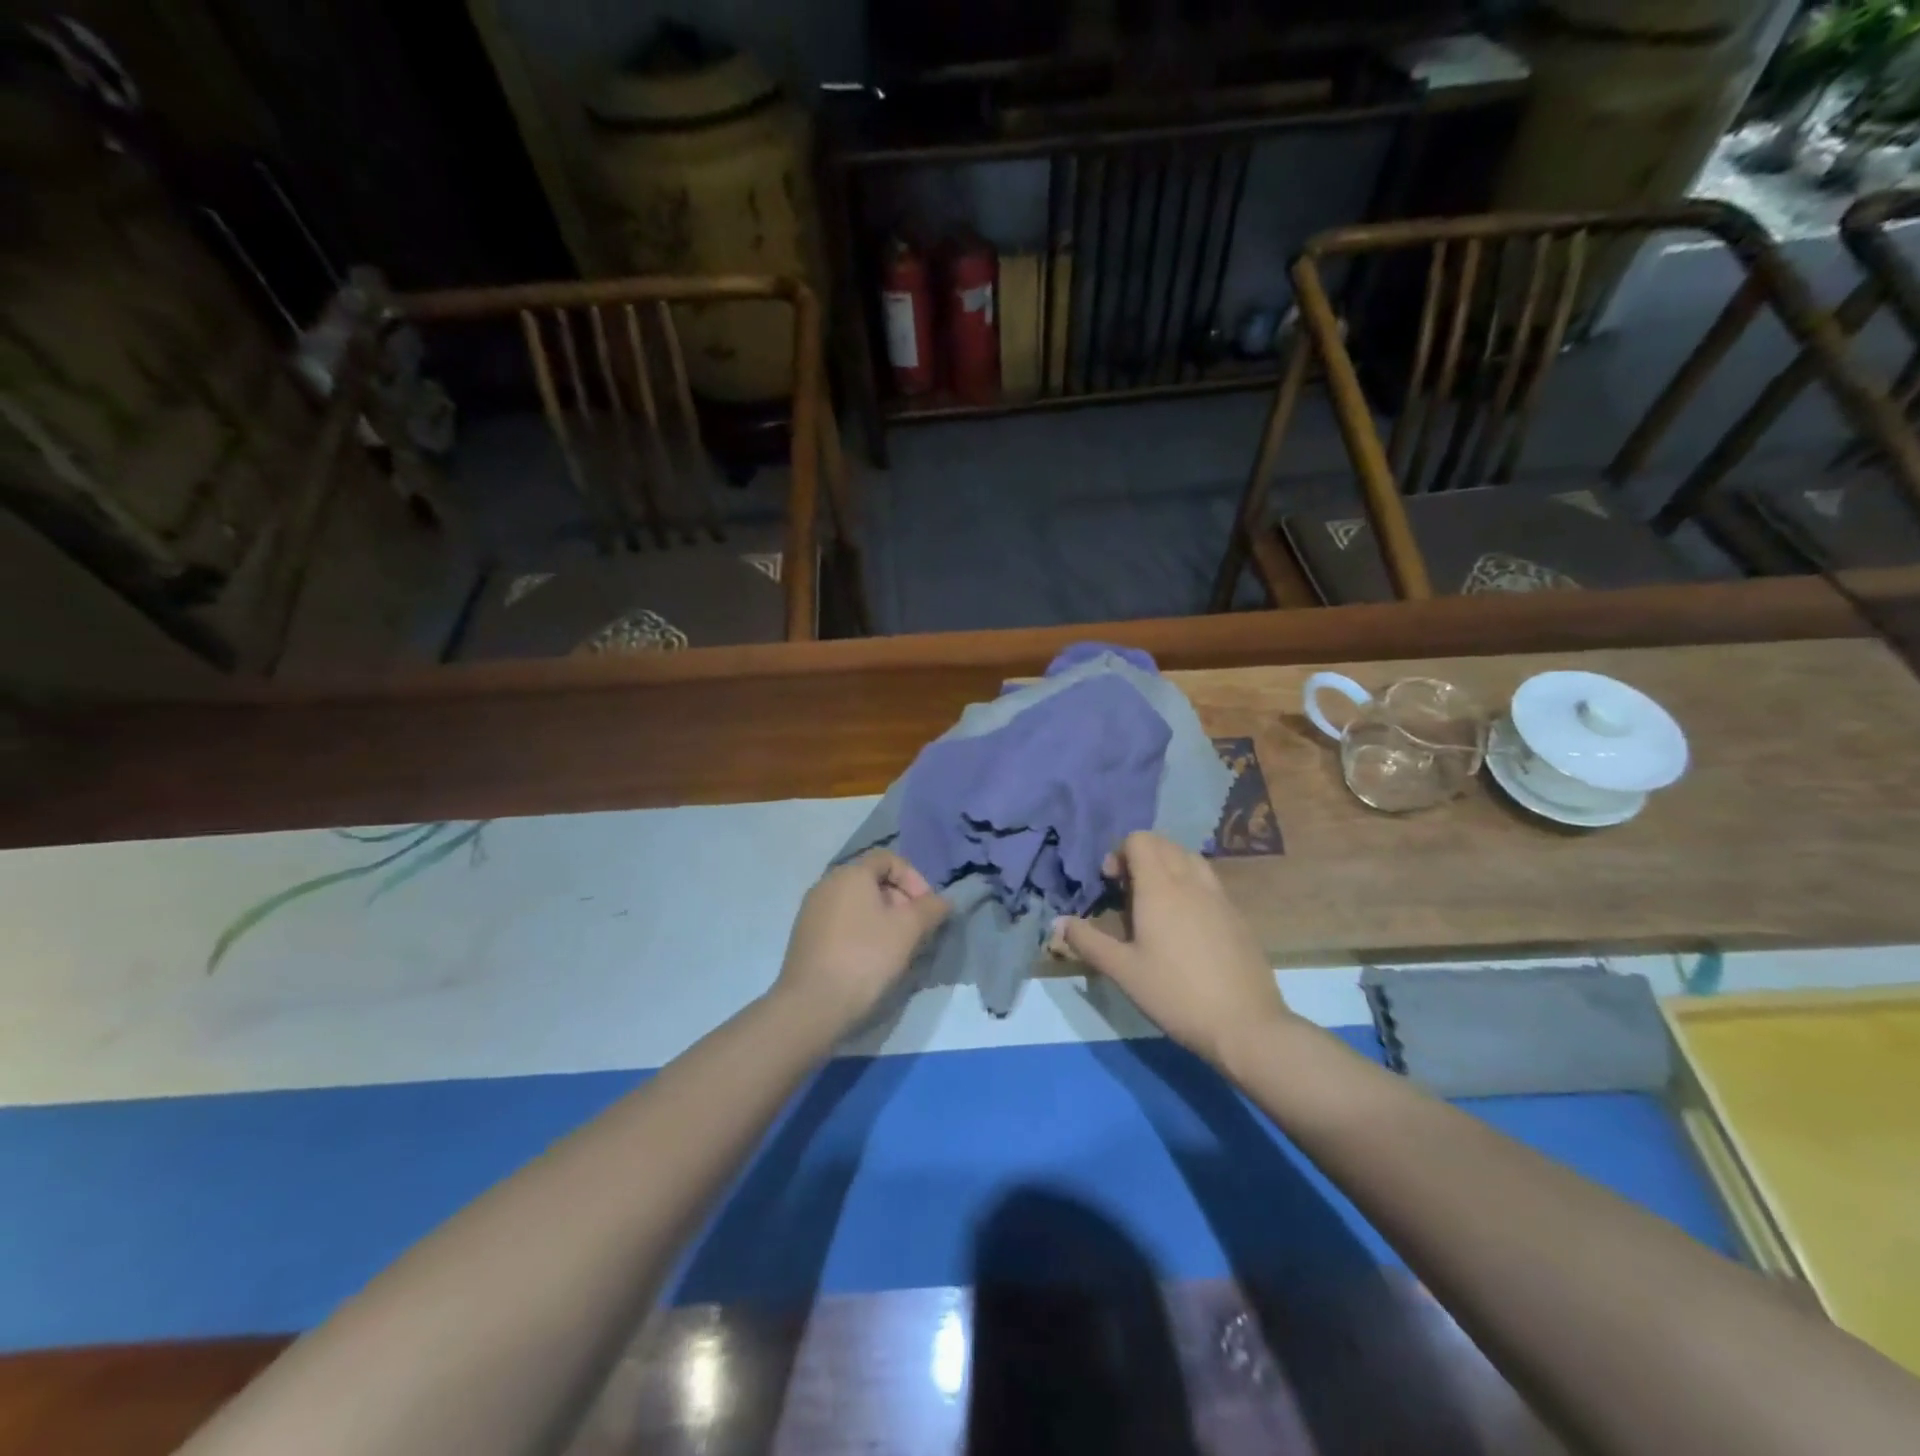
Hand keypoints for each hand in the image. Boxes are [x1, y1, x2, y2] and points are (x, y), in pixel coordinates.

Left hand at [774, 849, 950, 1032]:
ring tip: (897, 948)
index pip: (888, 859)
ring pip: (857, 903)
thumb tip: (942, 901)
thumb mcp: (908, 930)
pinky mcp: (805, 936)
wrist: (812, 1005)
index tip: (926, 908)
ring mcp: (812, 911)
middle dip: (900, 900)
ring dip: (883, 918)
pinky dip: (862, 931)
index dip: (914, 878)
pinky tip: (871, 960)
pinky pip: (842, 922)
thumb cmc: (865, 957)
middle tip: (916, 930)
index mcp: (850, 874)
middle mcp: (827, 884)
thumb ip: (931, 909)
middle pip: (872, 880)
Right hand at [1050, 831, 1293, 1067]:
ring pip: (1189, 859)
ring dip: (1168, 867)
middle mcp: (1191, 881)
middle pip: (1164, 844)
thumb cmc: (1175, 994)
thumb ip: (1088, 942)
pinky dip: (1190, 885)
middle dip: (1141, 857)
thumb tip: (1058, 923)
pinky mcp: (1237, 916)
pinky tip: (1185, 925)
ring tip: (1156, 903)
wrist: (1245, 1025)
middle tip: (1128, 894)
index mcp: (1160, 887)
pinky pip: (1208, 882)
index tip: (1111, 884)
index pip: (1140, 840)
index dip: (1119, 853)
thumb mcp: (1123, 971)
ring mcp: (1220, 897)